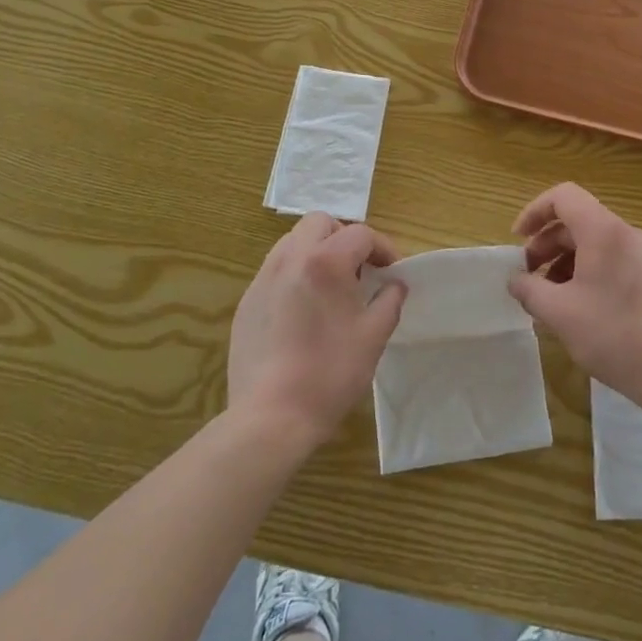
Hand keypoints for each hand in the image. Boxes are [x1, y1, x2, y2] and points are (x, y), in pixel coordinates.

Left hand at [228, 213, 404, 447]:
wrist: (270, 417)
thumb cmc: (330, 373)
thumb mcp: (374, 336)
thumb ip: (389, 301)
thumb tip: (394, 285)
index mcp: (325, 262)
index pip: (360, 234)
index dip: (383, 248)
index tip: (391, 272)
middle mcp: (290, 259)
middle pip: (320, 223)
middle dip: (344, 238)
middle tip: (359, 270)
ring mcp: (263, 278)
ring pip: (293, 242)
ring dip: (317, 251)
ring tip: (331, 287)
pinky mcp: (247, 302)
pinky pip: (275, 270)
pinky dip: (295, 274)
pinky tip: (304, 311)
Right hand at [510, 184, 641, 405]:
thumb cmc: (613, 335)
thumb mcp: (559, 314)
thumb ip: (529, 290)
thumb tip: (516, 280)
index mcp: (604, 231)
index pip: (563, 196)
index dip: (534, 211)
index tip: (517, 241)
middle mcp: (627, 234)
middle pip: (577, 221)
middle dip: (546, 244)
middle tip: (529, 277)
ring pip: (594, 242)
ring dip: (565, 261)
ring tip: (550, 297)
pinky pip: (612, 259)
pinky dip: (587, 271)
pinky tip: (578, 307)